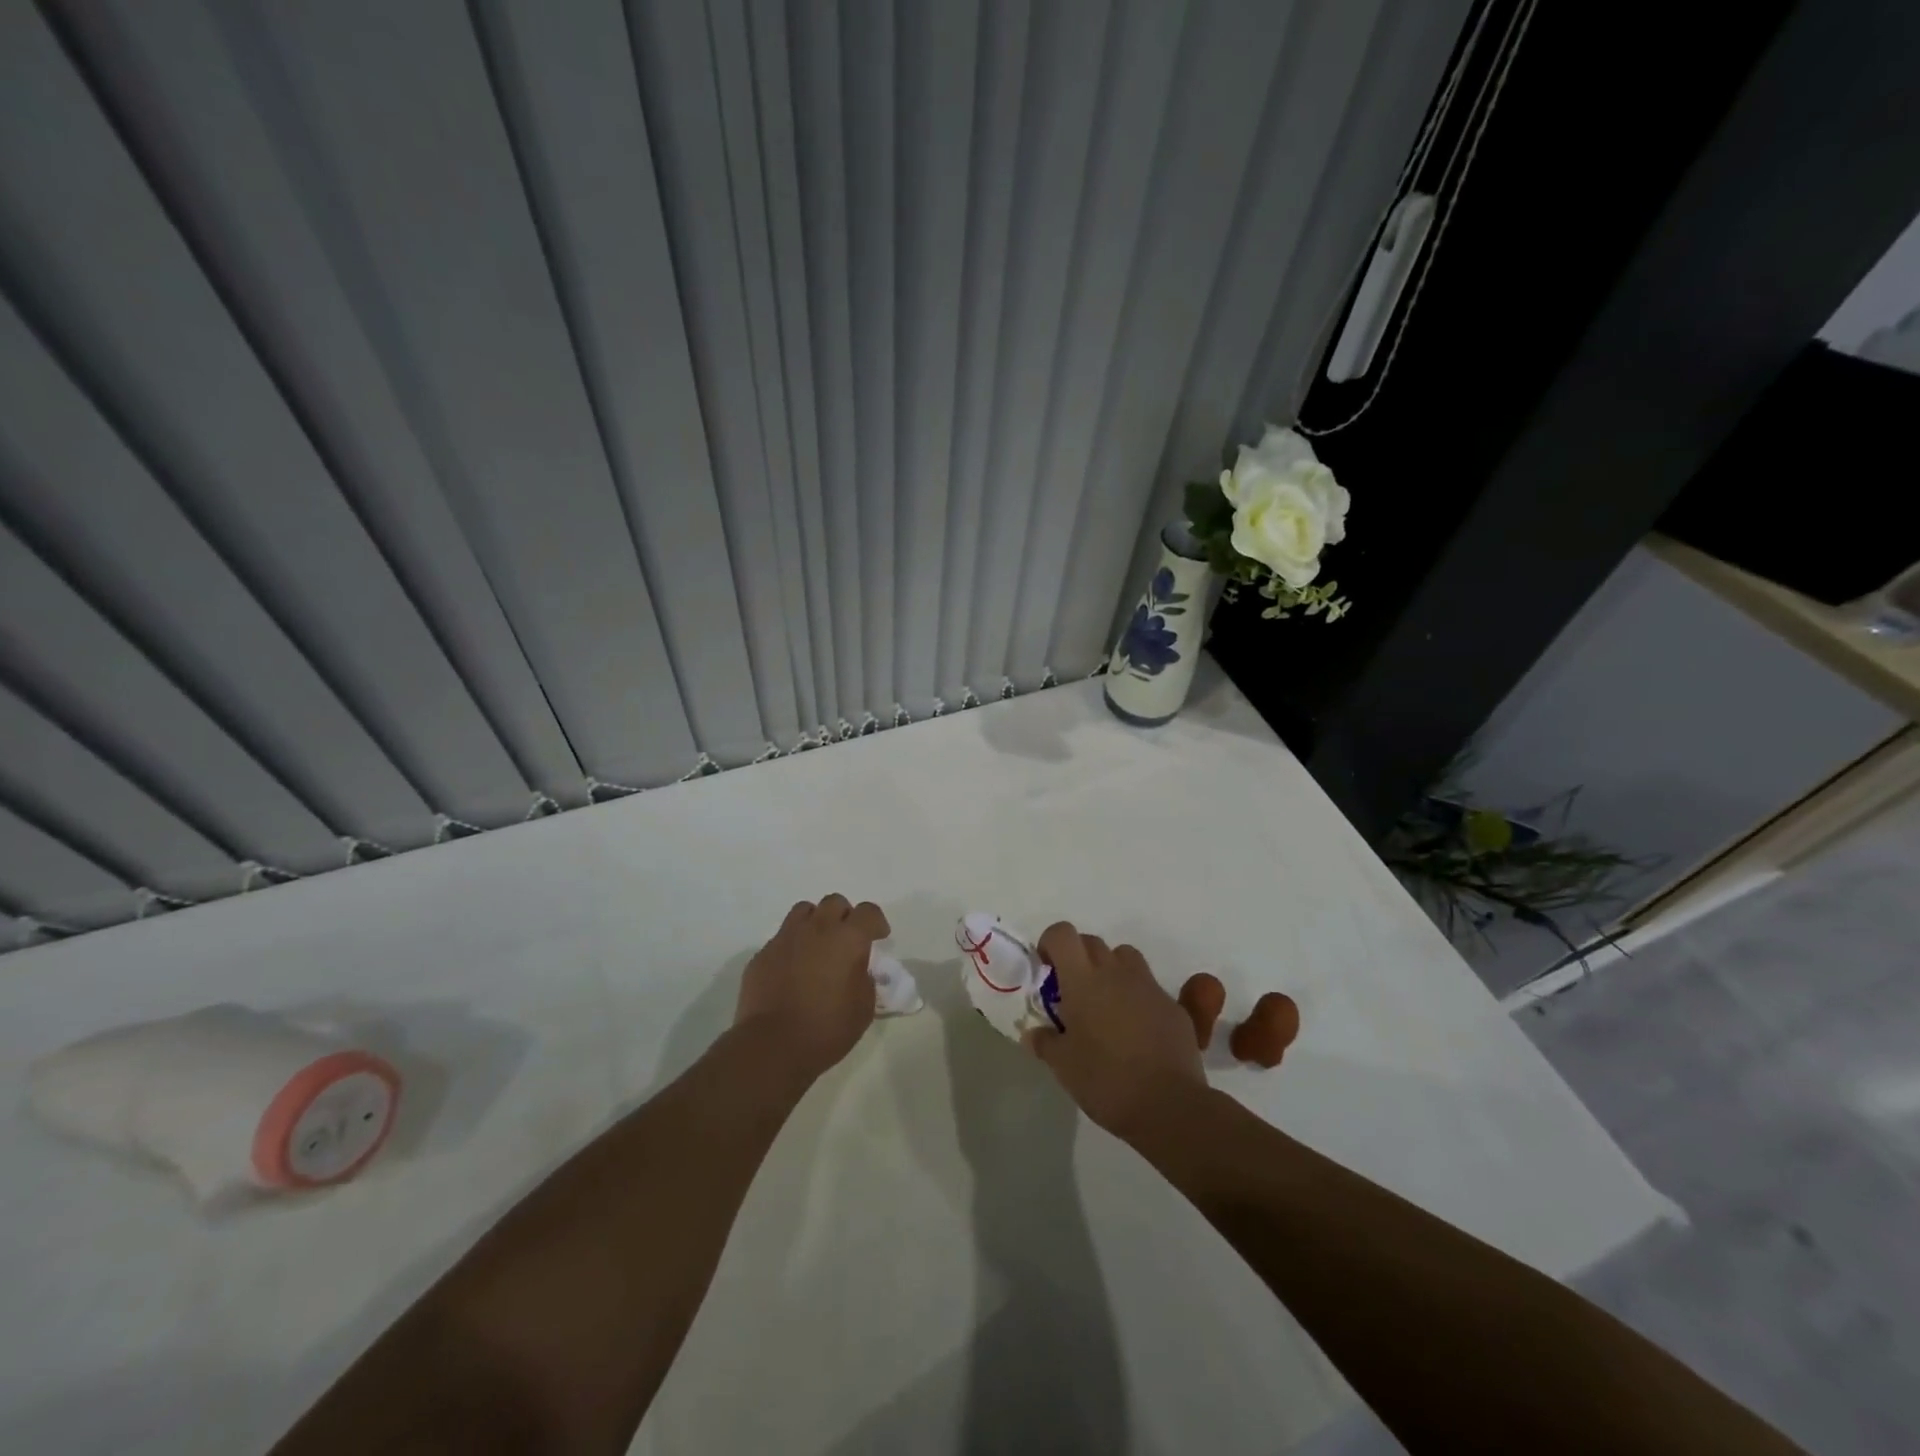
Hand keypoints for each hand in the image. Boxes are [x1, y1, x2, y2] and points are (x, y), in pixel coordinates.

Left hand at [735, 895, 890, 1079]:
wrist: (773, 1045)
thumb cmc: (827, 1028)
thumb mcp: (863, 1008)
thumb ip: (864, 979)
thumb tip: (857, 970)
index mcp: (848, 939)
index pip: (868, 911)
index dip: (876, 922)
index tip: (878, 937)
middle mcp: (817, 928)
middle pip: (834, 902)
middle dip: (845, 916)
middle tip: (847, 940)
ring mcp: (786, 938)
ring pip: (804, 911)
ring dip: (816, 922)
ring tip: (818, 946)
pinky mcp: (762, 954)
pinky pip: (782, 938)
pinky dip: (792, 946)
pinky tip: (792, 970)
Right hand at [1024, 923, 1205, 1139]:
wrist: (1169, 1106)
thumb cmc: (1105, 1081)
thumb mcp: (1063, 1066)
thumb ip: (1045, 1042)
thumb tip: (1033, 1034)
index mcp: (1083, 980)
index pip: (1062, 934)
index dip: (1050, 943)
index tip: (1047, 969)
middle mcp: (1116, 972)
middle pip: (1092, 942)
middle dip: (1078, 958)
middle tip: (1073, 993)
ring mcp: (1148, 986)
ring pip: (1125, 957)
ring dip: (1111, 970)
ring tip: (1106, 1004)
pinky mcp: (1173, 1006)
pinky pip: (1149, 987)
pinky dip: (1137, 997)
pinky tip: (1136, 1030)